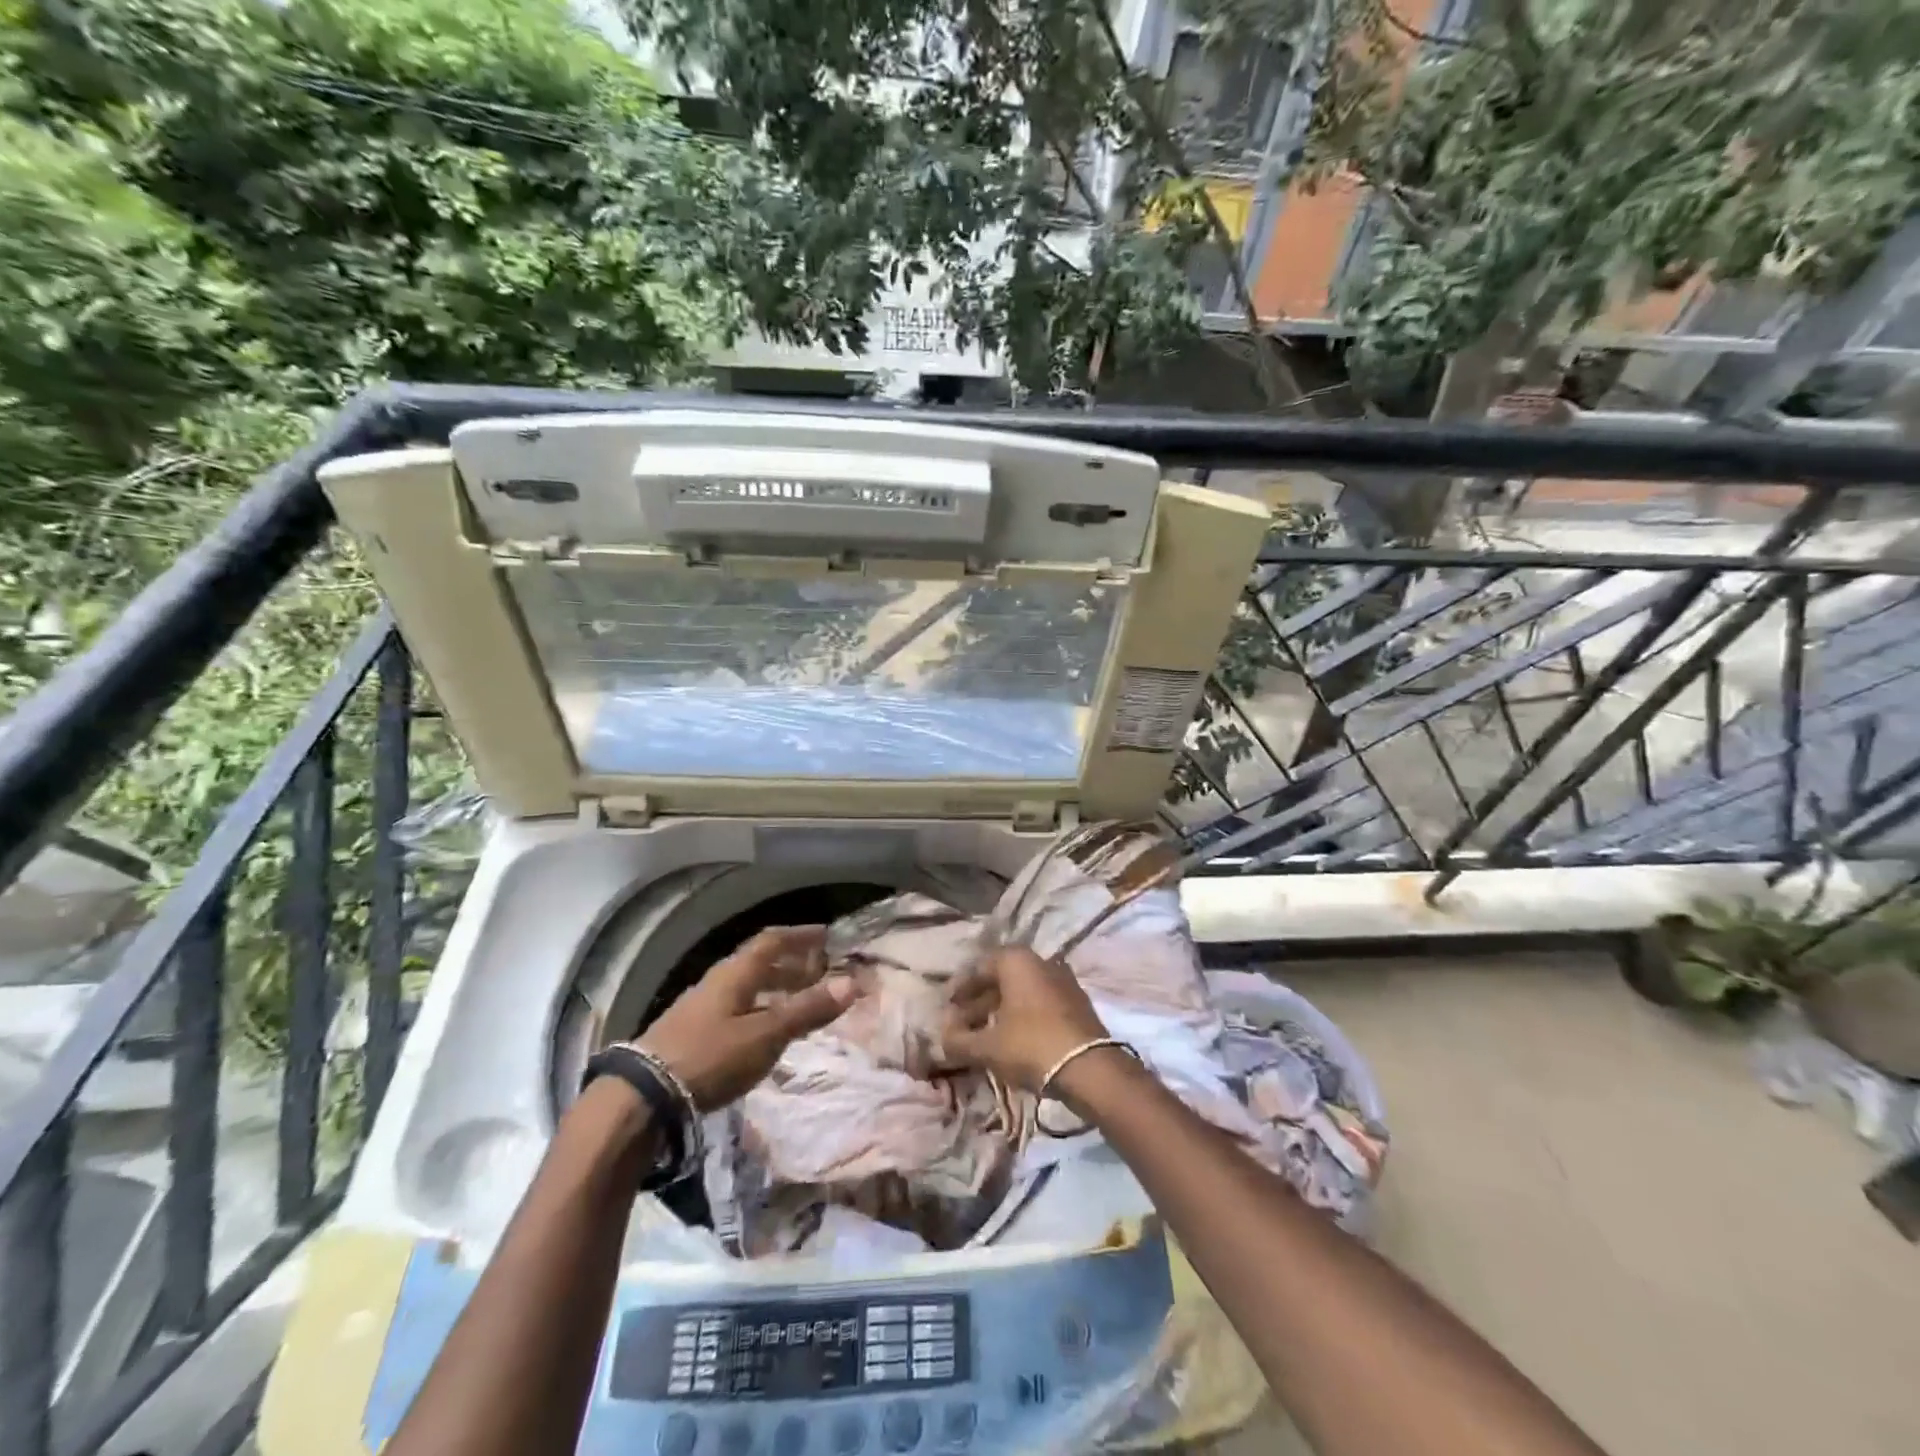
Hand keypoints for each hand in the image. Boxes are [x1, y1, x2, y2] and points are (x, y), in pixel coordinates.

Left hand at [635, 926, 857, 1109]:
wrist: (643, 1096)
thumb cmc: (711, 1056)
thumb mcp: (766, 1035)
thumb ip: (807, 1010)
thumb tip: (851, 983)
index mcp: (736, 973)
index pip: (772, 941)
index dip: (800, 936)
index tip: (826, 935)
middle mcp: (719, 982)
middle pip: (759, 963)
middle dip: (792, 965)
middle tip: (820, 972)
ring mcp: (702, 1008)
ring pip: (748, 988)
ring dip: (776, 989)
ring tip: (801, 1002)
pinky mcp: (693, 1033)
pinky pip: (737, 1009)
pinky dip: (761, 1010)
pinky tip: (767, 1032)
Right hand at [941, 946, 1110, 1094]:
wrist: (1089, 1068)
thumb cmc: (1030, 1046)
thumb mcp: (987, 1047)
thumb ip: (959, 1040)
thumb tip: (942, 1035)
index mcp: (1017, 961)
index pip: (979, 968)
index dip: (960, 990)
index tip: (948, 1009)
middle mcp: (1041, 962)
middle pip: (1002, 979)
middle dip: (979, 1002)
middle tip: (962, 1025)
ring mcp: (1063, 980)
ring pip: (1022, 992)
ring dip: (1001, 1010)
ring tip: (984, 1035)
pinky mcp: (1077, 1002)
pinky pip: (1040, 1003)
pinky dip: (1023, 1016)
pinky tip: (1013, 1039)